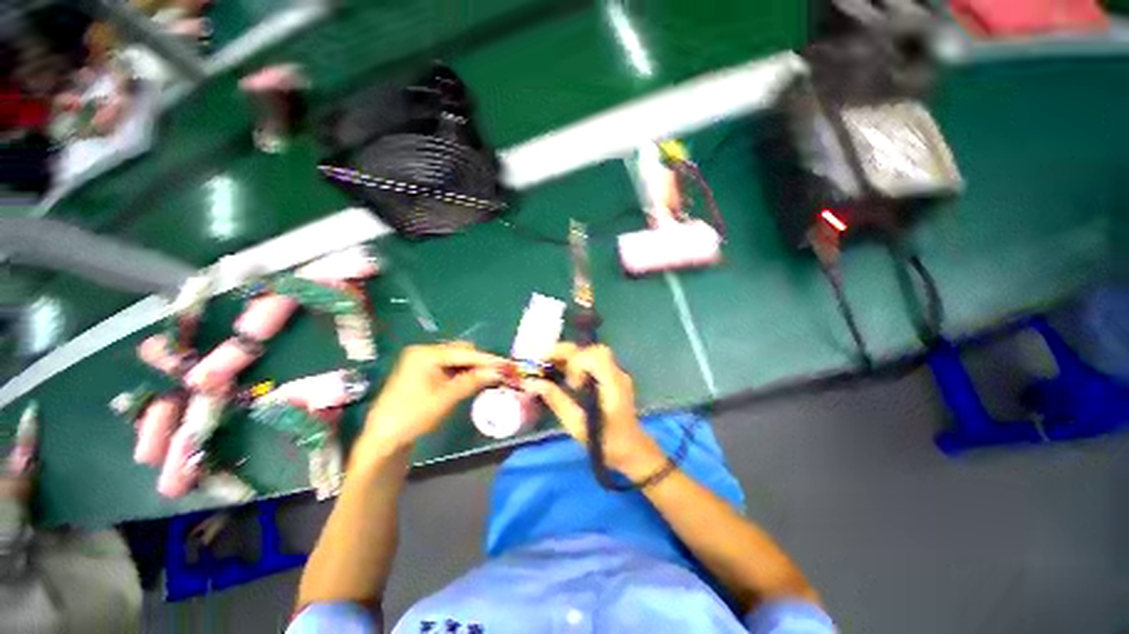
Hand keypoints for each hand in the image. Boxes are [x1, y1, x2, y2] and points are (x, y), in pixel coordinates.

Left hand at [361, 342, 506, 452]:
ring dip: (472, 368)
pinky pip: (449, 367)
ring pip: (456, 360)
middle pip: (460, 352)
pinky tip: (473, 380)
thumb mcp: (446, 398)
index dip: (487, 359)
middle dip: (480, 362)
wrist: (383, 438)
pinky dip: (462, 373)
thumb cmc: (413, 416)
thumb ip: (472, 381)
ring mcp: (422, 361)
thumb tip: (497, 372)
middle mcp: (424, 352)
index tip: (507, 364)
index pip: (464, 352)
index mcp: (426, 354)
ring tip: (489, 377)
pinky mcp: (423, 372)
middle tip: (498, 372)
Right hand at [523, 343, 664, 478]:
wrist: (631, 450)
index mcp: (613, 385)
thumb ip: (556, 400)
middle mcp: (617, 374)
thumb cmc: (605, 442)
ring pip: (592, 353)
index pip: (596, 356)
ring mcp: (617, 374)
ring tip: (549, 364)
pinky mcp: (612, 377)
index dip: (578, 362)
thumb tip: (532, 382)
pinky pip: (593, 361)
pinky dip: (576, 362)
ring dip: (570, 356)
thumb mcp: (577, 425)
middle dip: (567, 352)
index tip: (570, 383)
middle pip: (593, 349)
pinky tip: (562, 372)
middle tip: (544, 359)